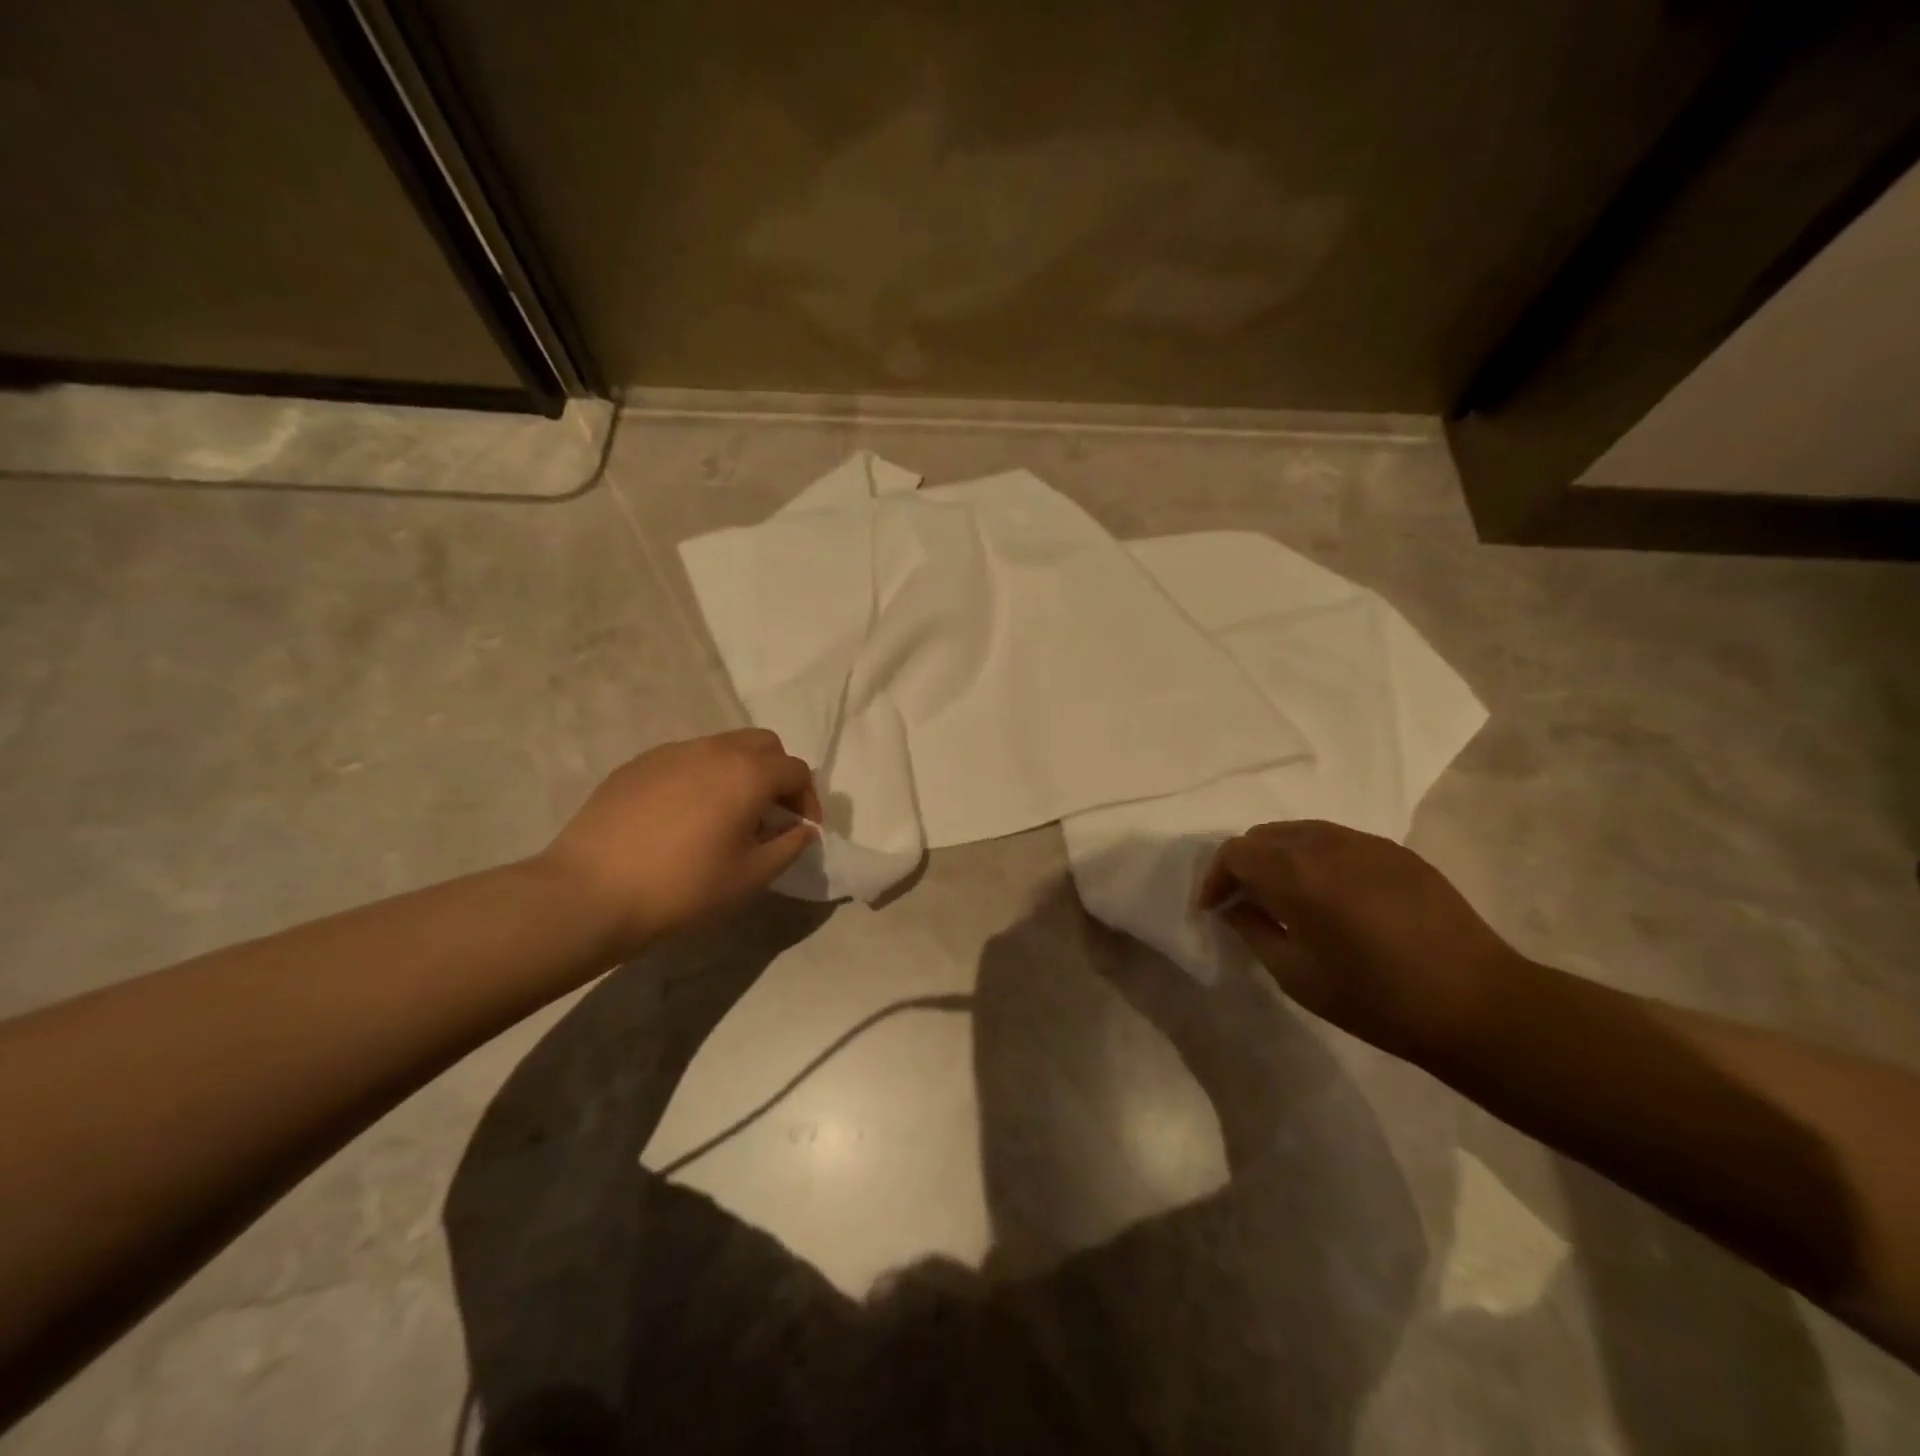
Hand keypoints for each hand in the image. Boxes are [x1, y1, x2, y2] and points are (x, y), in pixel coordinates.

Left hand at [537, 729, 819, 954]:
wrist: (590, 893)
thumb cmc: (683, 887)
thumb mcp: (751, 877)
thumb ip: (789, 847)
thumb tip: (803, 830)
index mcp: (747, 773)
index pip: (796, 771)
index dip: (809, 800)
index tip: (801, 832)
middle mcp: (713, 750)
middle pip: (763, 745)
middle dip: (777, 774)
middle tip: (770, 815)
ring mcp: (671, 752)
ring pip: (722, 747)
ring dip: (739, 773)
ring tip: (727, 816)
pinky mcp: (638, 764)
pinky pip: (685, 760)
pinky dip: (701, 778)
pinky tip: (684, 817)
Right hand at [1199, 821, 1526, 1064]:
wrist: (1478, 1005)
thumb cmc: (1376, 998)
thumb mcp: (1296, 974)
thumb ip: (1253, 929)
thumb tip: (1234, 906)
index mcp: (1297, 873)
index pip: (1235, 852)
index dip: (1215, 878)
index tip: (1214, 909)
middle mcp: (1327, 844)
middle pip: (1265, 835)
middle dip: (1244, 864)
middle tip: (1244, 903)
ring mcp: (1367, 843)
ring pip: (1302, 832)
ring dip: (1280, 858)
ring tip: (1285, 898)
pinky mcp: (1397, 852)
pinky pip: (1338, 841)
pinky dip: (1316, 859)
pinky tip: (1331, 897)